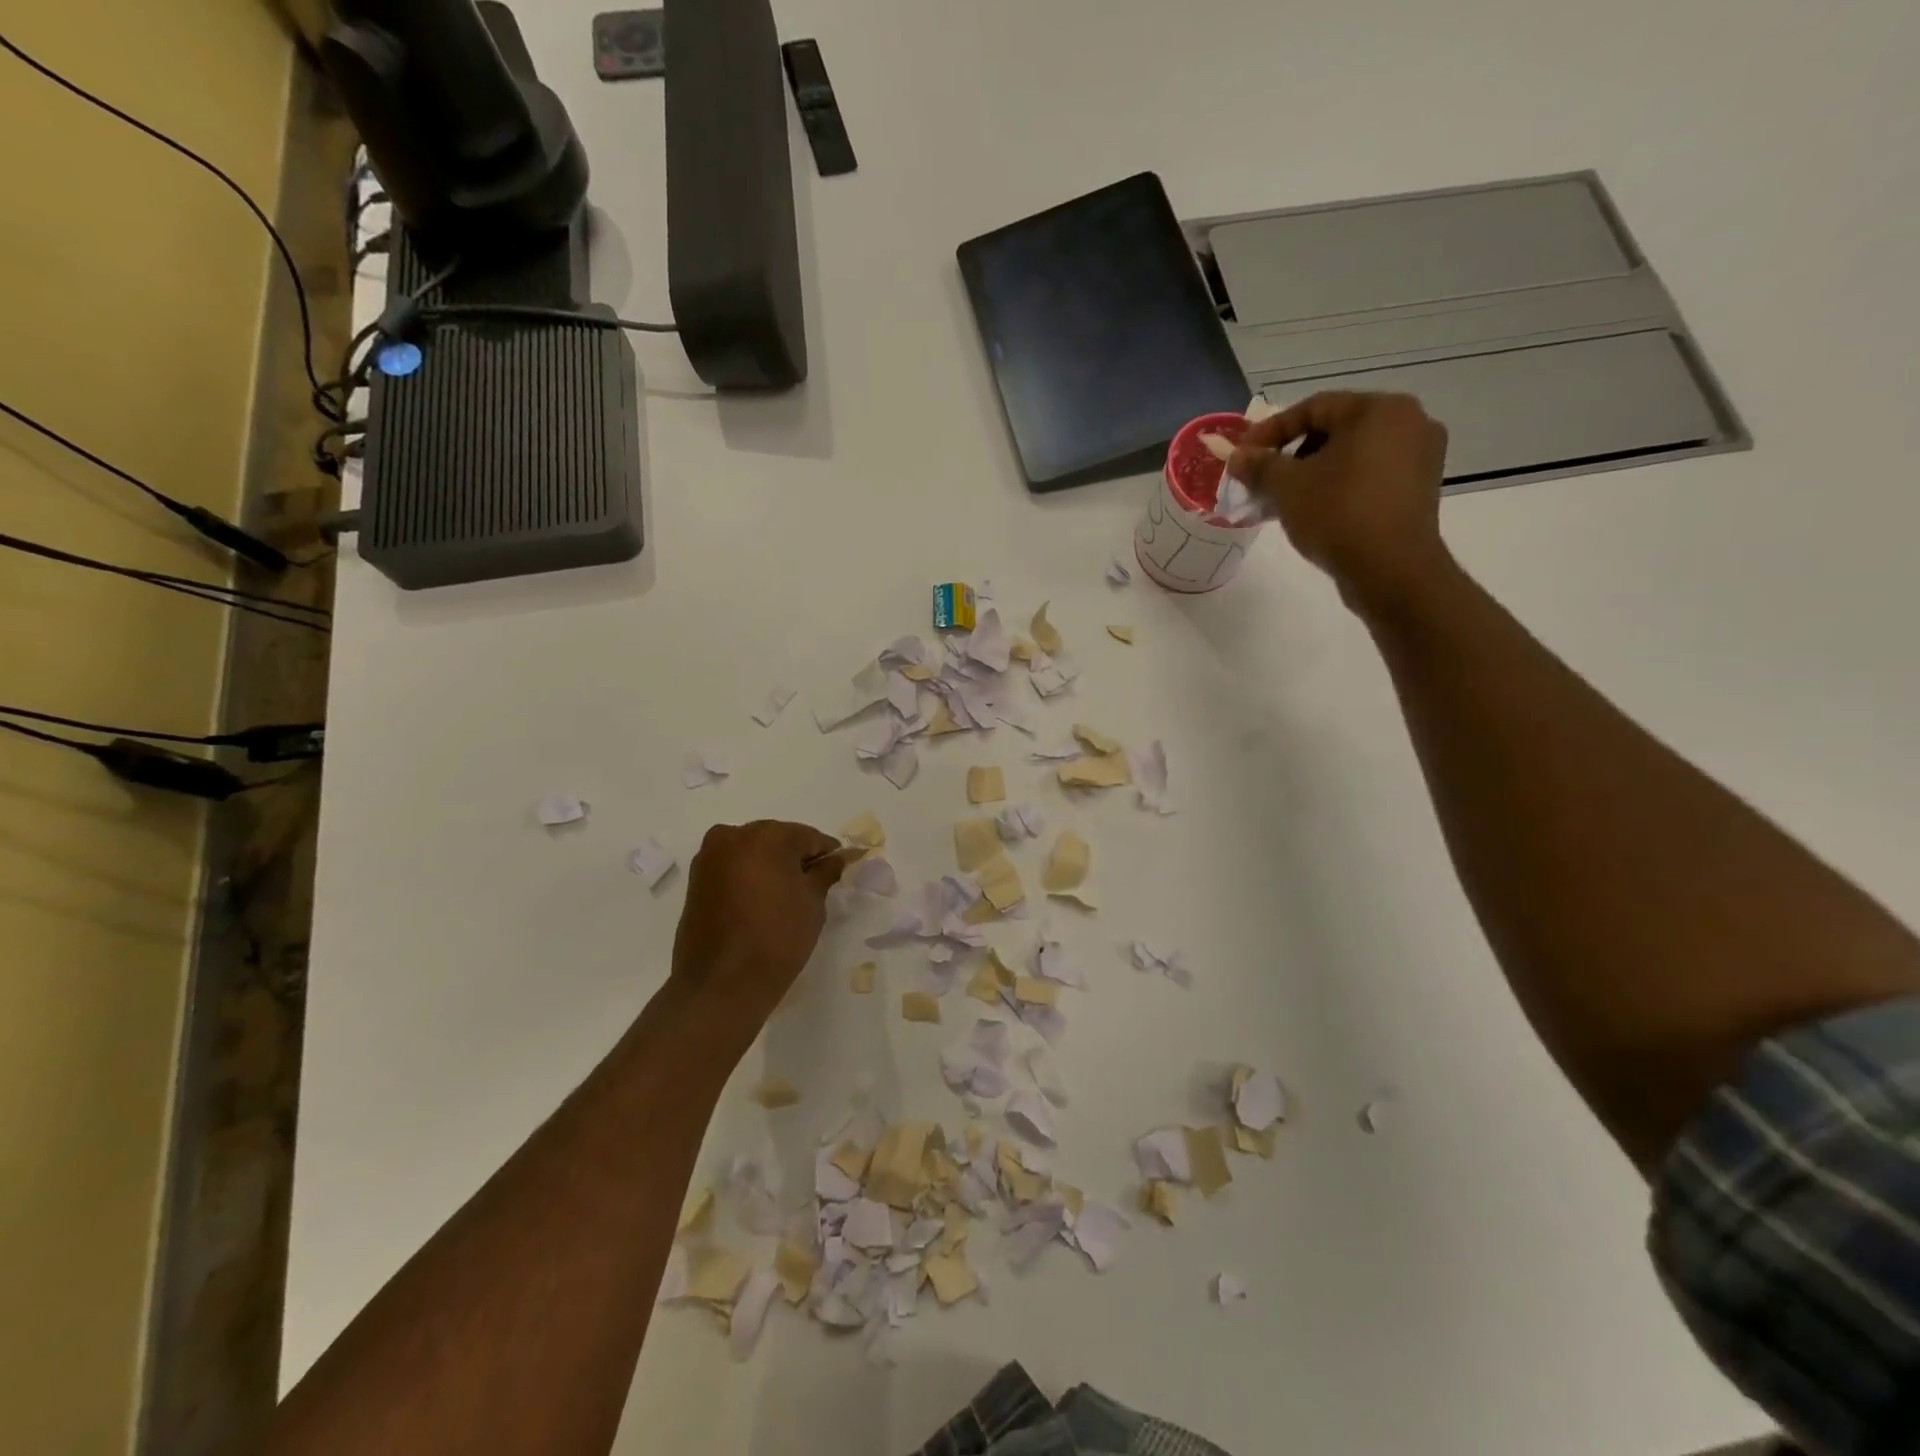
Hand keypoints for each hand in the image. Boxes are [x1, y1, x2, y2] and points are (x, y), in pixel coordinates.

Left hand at [670, 821, 847, 1035]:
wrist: (720, 985)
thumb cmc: (776, 939)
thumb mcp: (812, 903)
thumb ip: (825, 873)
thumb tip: (834, 860)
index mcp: (766, 836)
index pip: (808, 836)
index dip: (827, 852)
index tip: (840, 867)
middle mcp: (733, 836)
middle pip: (777, 839)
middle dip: (796, 856)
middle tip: (815, 882)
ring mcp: (709, 857)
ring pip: (752, 851)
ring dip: (771, 866)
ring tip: (788, 895)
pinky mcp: (696, 879)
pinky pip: (733, 867)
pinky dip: (750, 876)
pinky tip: (763, 900)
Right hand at [1229, 391, 1451, 614]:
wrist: (1391, 569)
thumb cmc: (1337, 514)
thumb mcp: (1286, 487)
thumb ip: (1259, 466)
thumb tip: (1238, 458)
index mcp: (1378, 409)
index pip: (1313, 408)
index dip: (1271, 430)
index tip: (1243, 454)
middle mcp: (1409, 421)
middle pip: (1336, 428)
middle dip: (1293, 453)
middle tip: (1264, 478)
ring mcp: (1421, 455)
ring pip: (1354, 453)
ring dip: (1315, 471)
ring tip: (1286, 498)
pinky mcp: (1421, 487)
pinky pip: (1371, 474)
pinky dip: (1341, 484)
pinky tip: (1317, 509)